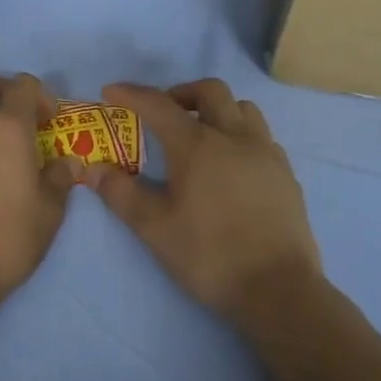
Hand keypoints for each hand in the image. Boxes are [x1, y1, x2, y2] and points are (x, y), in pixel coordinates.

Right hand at [90, 80, 319, 322]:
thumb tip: (94, 169)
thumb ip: (121, 194)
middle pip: (209, 91)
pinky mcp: (285, 174)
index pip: (158, 105)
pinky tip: (230, 164)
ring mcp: (266, 153)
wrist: (277, 288)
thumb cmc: (208, 255)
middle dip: (180, 93)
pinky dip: (239, 134)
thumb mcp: (153, 228)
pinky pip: (261, 136)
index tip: (111, 92)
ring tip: (200, 134)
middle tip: (162, 113)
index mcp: (197, 146)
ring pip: (242, 109)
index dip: (131, 94)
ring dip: (216, 110)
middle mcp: (234, 138)